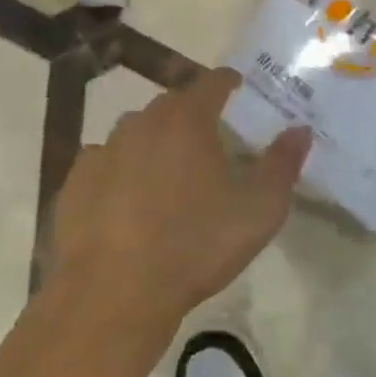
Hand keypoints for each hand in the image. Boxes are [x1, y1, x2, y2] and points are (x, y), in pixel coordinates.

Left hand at [49, 67, 311, 339]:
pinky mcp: (75, 183)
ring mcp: (102, 151)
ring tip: (168, 173)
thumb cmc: (196, 246)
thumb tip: (300, 129)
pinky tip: (128, 200)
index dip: (229, 83)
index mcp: (187, 121)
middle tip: (210, 140)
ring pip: (134, 132)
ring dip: (154, 142)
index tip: (238, 90)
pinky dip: (120, 171)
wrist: (114, 293)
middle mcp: (141, 124)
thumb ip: (283, 164)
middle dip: (192, 114)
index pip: (212, 82)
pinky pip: (104, 163)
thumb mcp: (259, 210)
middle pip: (172, 105)